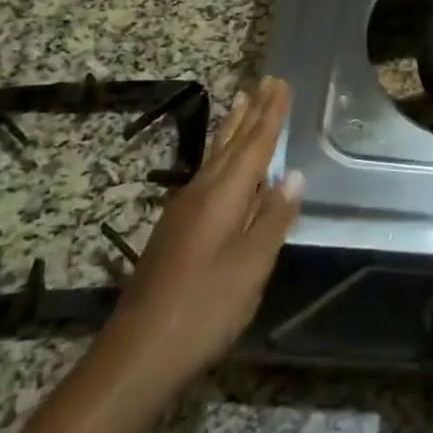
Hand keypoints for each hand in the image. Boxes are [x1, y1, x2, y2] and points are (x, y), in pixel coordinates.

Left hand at [13, 78, 300, 432]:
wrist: (140, 351)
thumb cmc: (205, 307)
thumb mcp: (251, 266)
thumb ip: (272, 218)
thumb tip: (292, 174)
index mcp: (223, 196)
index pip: (254, 145)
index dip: (271, 115)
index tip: (281, 83)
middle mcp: (201, 193)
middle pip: (232, 144)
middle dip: (252, 112)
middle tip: (265, 81)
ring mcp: (183, 210)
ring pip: (215, 157)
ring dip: (232, 128)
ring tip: (241, 102)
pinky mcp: (175, 229)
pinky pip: (206, 174)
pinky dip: (220, 155)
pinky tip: (221, 163)